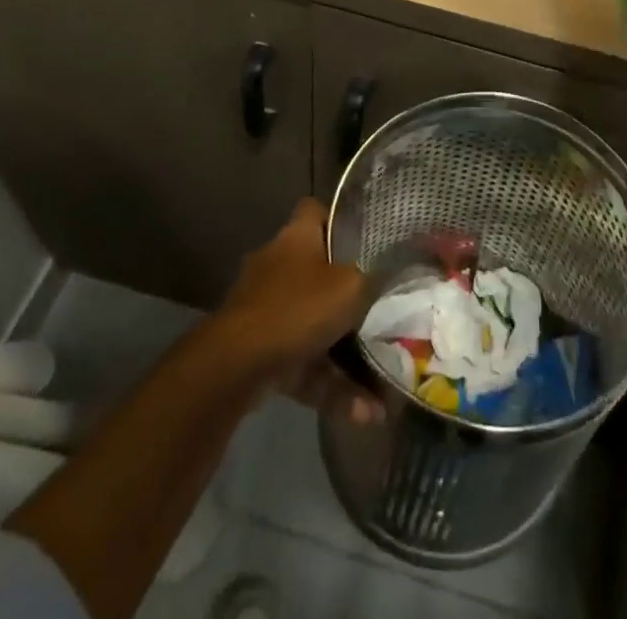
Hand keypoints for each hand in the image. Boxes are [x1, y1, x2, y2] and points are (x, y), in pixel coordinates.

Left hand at [215, 199, 376, 412]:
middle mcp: (278, 266)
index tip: (367, 237)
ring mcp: (266, 311)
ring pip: (315, 326)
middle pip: (319, 272)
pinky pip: (305, 365)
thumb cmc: (297, 308)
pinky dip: (331, 386)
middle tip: (383, 310)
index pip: (316, 212)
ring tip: (383, 386)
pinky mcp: (261, 353)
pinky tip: (364, 414)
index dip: (340, 220)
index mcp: (296, 238)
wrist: (236, 366)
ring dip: (348, 357)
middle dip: (349, 295)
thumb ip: (373, 281)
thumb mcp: (351, 287)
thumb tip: (390, 277)